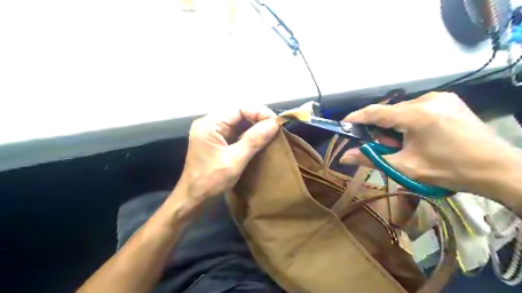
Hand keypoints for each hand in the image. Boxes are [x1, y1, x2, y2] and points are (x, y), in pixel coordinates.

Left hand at [179, 105, 279, 200]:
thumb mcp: (234, 160)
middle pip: (238, 113)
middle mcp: (210, 123)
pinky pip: (236, 132)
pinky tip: (260, 139)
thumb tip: (274, 123)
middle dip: (258, 119)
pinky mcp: (217, 140)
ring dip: (255, 127)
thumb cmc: (210, 180)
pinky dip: (249, 135)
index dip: (259, 112)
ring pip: (238, 122)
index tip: (276, 122)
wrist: (194, 197)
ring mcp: (213, 132)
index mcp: (209, 124)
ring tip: (271, 133)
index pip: (238, 109)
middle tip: (275, 128)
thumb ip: (254, 140)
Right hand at [341, 91, 519, 194]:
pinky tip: (420, 135)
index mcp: (416, 115)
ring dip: (395, 125)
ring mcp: (440, 97)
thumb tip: (343, 158)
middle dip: (381, 129)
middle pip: (389, 111)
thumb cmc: (448, 170)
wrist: (497, 169)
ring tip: (406, 144)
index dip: (356, 117)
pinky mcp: (449, 99)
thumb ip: (371, 159)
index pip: (375, 111)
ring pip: (403, 110)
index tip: (343, 125)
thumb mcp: (405, 167)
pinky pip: (417, 107)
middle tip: (386, 147)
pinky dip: (409, 121)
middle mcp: (427, 99)